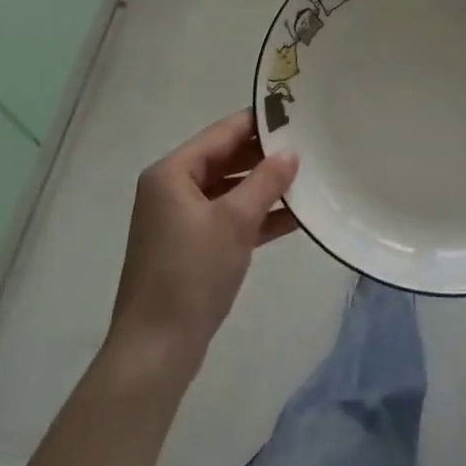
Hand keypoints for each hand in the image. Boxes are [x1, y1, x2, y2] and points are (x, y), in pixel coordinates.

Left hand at [107, 111, 298, 372]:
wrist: (155, 351)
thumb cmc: (191, 274)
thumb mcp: (234, 222)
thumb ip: (265, 181)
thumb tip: (291, 152)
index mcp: (172, 172)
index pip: (222, 133)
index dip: (259, 123)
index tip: (296, 114)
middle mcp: (172, 189)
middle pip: (226, 159)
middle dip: (265, 156)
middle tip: (309, 145)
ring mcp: (180, 220)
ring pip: (230, 190)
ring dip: (264, 188)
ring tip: (309, 178)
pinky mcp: (191, 248)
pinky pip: (228, 219)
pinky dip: (256, 216)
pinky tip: (294, 216)